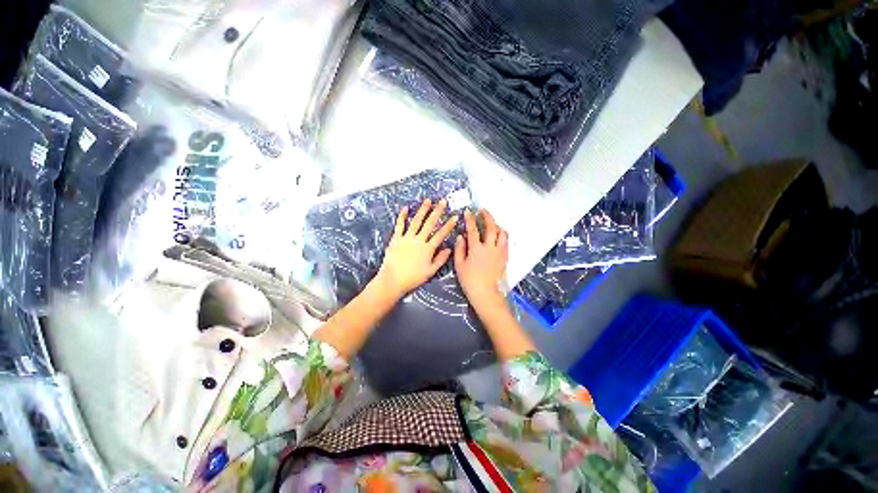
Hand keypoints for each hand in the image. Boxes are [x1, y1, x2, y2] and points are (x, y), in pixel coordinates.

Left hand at [376, 199, 458, 297]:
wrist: (393, 280)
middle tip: (442, 202)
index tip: (455, 217)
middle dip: (437, 212)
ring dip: (422, 210)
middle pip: (429, 223)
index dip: (449, 225)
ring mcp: (406, 238)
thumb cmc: (413, 278)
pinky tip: (406, 208)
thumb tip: (448, 249)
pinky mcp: (396, 239)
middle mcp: (418, 240)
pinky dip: (402, 216)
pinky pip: (399, 225)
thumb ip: (440, 259)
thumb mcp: (430, 271)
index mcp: (428, 249)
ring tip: (428, 201)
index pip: (441, 234)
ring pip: (416, 221)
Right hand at [455, 209, 508, 309]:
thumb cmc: (470, 281)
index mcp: (476, 249)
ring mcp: (500, 252)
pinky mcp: (505, 257)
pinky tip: (498, 236)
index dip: (470, 219)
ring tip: (492, 223)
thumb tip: (460, 236)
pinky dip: (502, 235)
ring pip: (502, 233)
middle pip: (491, 227)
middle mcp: (490, 247)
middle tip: (483, 211)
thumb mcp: (459, 265)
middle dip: (487, 216)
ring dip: (497, 225)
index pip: (472, 229)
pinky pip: (506, 241)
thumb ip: (460, 249)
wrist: (486, 294)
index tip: (468, 211)